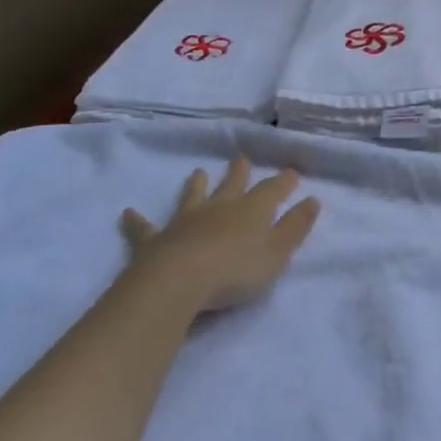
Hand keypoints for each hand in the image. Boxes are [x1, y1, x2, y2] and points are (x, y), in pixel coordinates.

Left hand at [120, 158, 319, 312]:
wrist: (179, 282)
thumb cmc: (235, 271)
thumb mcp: (277, 253)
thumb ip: (295, 228)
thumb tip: (313, 200)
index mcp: (251, 210)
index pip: (272, 190)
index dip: (284, 182)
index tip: (292, 173)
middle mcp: (219, 208)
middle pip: (232, 185)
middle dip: (239, 173)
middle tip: (241, 159)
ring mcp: (185, 221)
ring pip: (193, 196)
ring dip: (196, 184)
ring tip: (197, 171)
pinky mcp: (156, 240)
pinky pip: (145, 227)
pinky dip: (136, 220)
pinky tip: (127, 213)